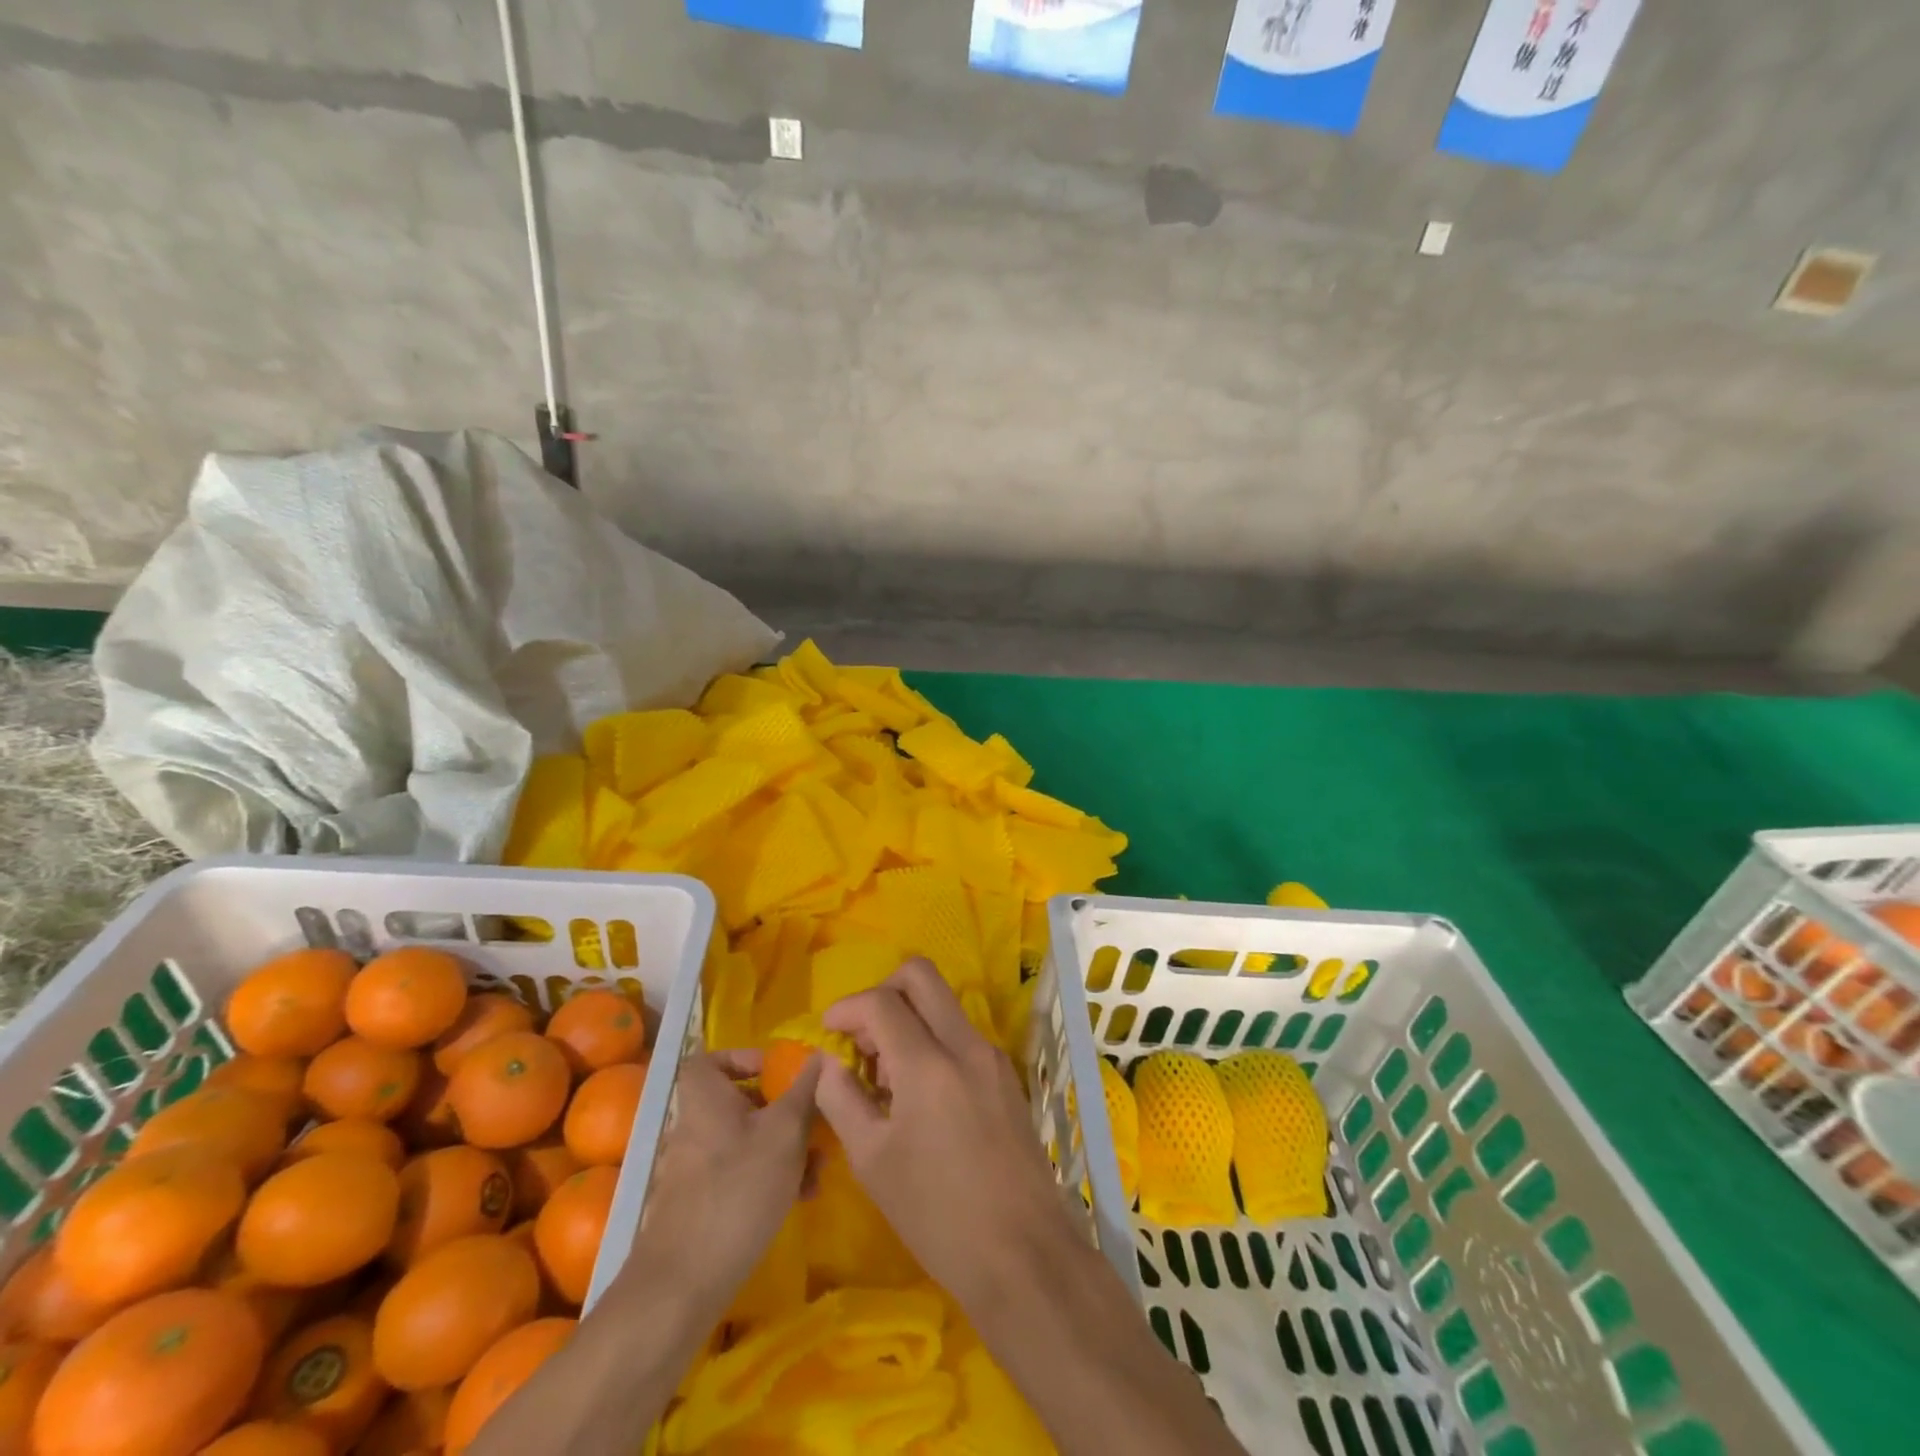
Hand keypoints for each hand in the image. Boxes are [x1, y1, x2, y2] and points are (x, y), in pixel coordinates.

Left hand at [615, 1049, 820, 1320]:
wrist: (683, 1285)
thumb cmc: (738, 1189)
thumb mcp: (785, 1131)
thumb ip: (805, 1090)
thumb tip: (820, 1054)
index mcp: (705, 1098)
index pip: (711, 1059)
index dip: (744, 1057)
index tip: (778, 1071)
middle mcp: (696, 1126)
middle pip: (741, 1101)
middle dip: (784, 1110)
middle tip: (816, 1123)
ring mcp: (697, 1168)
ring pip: (748, 1140)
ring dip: (787, 1148)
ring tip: (820, 1169)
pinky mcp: (703, 1203)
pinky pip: (741, 1173)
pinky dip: (771, 1176)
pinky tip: (803, 1196)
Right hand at [814, 959, 1076, 1310]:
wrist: (1023, 1255)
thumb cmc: (937, 1215)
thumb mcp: (873, 1161)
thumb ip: (841, 1099)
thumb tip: (826, 1063)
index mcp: (929, 1063)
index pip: (881, 1002)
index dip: (846, 1007)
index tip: (827, 1032)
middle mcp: (965, 1044)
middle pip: (921, 976)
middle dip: (882, 992)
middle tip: (862, 1039)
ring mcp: (992, 1057)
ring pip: (943, 1003)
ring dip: (908, 1018)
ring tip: (885, 1078)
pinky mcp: (1006, 1076)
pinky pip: (961, 1034)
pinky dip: (932, 1041)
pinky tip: (918, 1095)